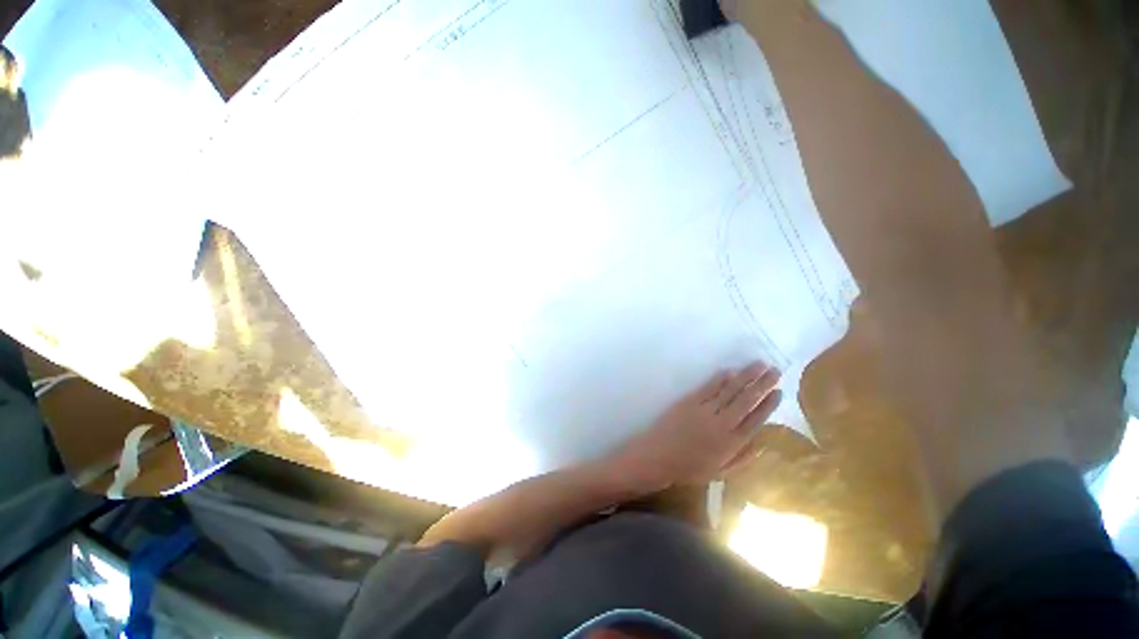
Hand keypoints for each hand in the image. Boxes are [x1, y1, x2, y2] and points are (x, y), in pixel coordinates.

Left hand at [605, 362, 782, 493]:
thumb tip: (762, 445)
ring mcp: (706, 411)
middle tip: (775, 370)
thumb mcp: (720, 472)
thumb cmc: (688, 468)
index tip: (779, 391)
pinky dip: (720, 379)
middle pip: (747, 401)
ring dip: (746, 376)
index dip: (769, 405)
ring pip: (730, 391)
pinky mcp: (690, 402)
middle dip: (762, 384)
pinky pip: (709, 388)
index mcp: (733, 443)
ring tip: (759, 364)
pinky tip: (730, 371)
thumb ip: (742, 459)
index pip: (756, 420)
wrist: (658, 457)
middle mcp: (723, 424)